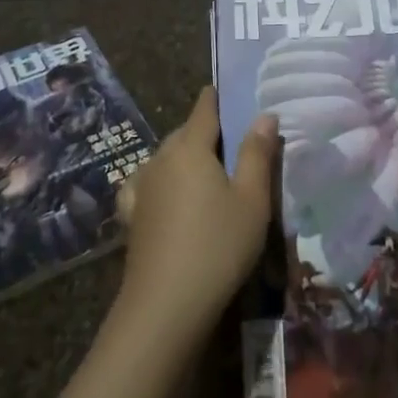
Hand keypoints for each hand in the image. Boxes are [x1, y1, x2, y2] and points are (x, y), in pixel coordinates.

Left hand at [115, 87, 278, 338]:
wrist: (166, 304)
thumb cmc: (218, 245)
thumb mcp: (252, 200)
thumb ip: (258, 153)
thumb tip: (265, 114)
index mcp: (191, 147)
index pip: (204, 110)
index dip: (216, 99)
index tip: (226, 92)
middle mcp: (161, 158)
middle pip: (185, 133)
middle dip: (205, 131)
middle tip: (231, 143)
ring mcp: (142, 186)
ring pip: (166, 158)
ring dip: (184, 157)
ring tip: (207, 172)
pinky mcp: (132, 215)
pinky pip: (147, 183)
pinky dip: (159, 180)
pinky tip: (162, 191)